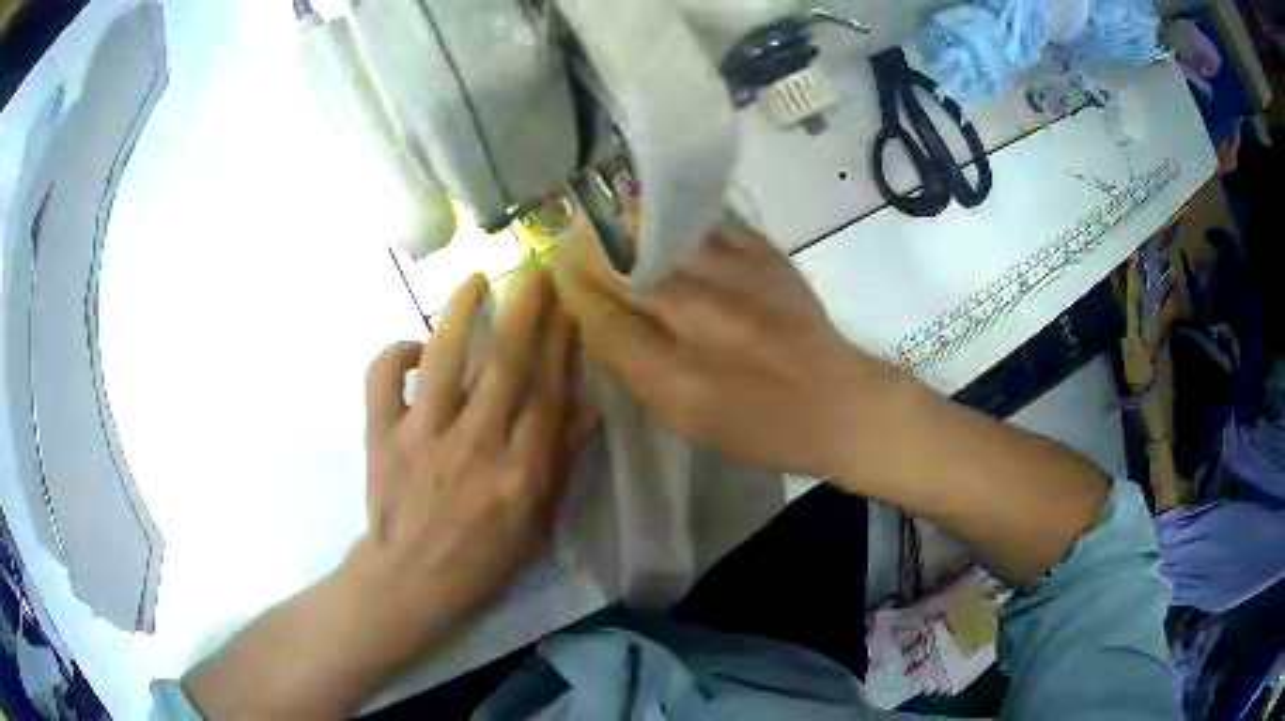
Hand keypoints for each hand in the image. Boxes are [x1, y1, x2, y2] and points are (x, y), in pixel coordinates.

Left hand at [183, 269, 591, 719]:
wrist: (409, 581)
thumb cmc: (480, 562)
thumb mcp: (537, 526)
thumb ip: (561, 466)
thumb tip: (589, 411)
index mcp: (519, 474)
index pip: (547, 394)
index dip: (561, 345)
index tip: (569, 309)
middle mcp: (474, 446)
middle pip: (504, 364)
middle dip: (524, 310)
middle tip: (535, 271)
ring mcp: (422, 437)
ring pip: (443, 359)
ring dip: (460, 312)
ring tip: (474, 279)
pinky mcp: (381, 435)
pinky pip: (382, 379)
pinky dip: (394, 354)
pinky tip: (413, 349)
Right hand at [552, 222, 903, 479]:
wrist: (840, 403)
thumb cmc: (762, 429)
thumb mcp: (690, 424)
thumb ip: (640, 375)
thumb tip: (601, 324)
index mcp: (681, 380)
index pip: (608, 324)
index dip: (576, 295)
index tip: (556, 272)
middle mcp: (706, 324)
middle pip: (630, 275)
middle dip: (591, 254)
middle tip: (567, 237)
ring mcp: (741, 282)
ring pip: (663, 241)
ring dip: (626, 226)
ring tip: (600, 212)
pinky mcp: (768, 257)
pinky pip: (711, 223)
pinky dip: (678, 216)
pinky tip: (658, 208)